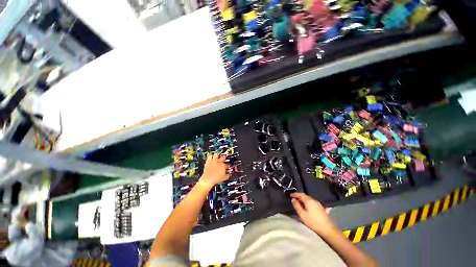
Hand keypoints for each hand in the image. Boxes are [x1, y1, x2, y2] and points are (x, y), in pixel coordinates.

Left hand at [199, 153, 229, 187]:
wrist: (208, 180)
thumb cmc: (215, 179)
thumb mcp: (224, 178)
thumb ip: (227, 175)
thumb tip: (229, 174)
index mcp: (223, 165)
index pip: (227, 164)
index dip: (228, 165)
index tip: (227, 166)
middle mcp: (219, 162)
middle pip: (223, 157)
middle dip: (224, 157)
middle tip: (224, 158)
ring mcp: (213, 161)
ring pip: (216, 154)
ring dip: (217, 154)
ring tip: (218, 155)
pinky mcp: (208, 162)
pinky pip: (210, 156)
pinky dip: (211, 155)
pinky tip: (211, 156)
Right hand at [291, 192, 337, 235]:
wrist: (329, 230)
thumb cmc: (313, 222)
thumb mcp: (302, 215)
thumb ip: (297, 206)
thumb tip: (293, 199)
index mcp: (309, 200)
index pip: (300, 194)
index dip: (295, 194)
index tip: (290, 195)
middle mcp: (314, 200)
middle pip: (305, 196)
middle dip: (299, 197)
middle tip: (294, 199)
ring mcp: (319, 204)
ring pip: (309, 200)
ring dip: (303, 200)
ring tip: (299, 204)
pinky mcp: (321, 209)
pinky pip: (312, 203)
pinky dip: (307, 204)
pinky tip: (306, 208)